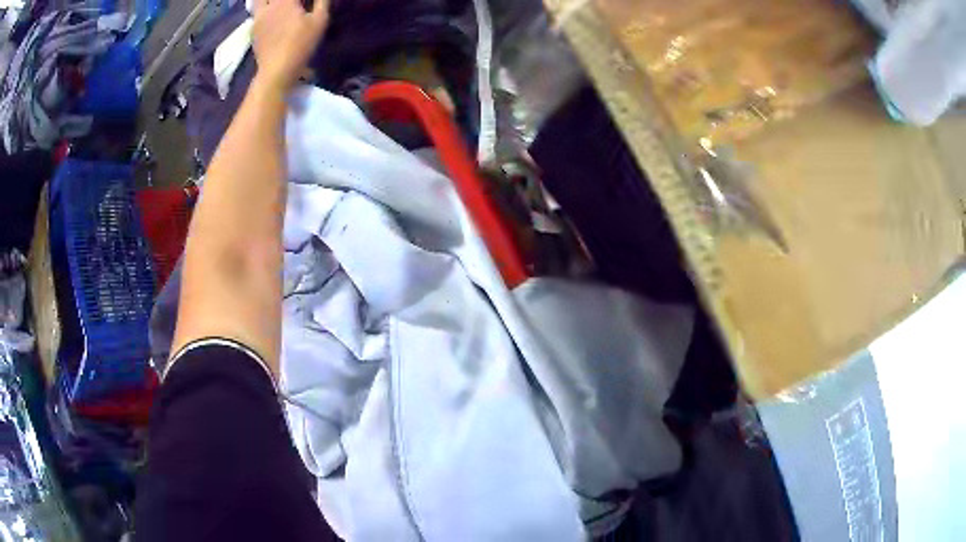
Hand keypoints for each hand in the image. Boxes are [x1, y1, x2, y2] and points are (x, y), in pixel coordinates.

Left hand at [252, 0, 328, 92]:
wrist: (276, 70)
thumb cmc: (301, 44)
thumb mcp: (319, 21)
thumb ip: (322, 1)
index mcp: (286, 0)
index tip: (306, 1)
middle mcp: (270, 5)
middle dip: (285, 0)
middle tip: (293, 4)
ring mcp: (258, 17)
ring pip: (259, 0)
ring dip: (268, 1)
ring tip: (278, 5)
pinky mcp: (253, 29)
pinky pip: (256, 11)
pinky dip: (263, 8)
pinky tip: (270, 13)